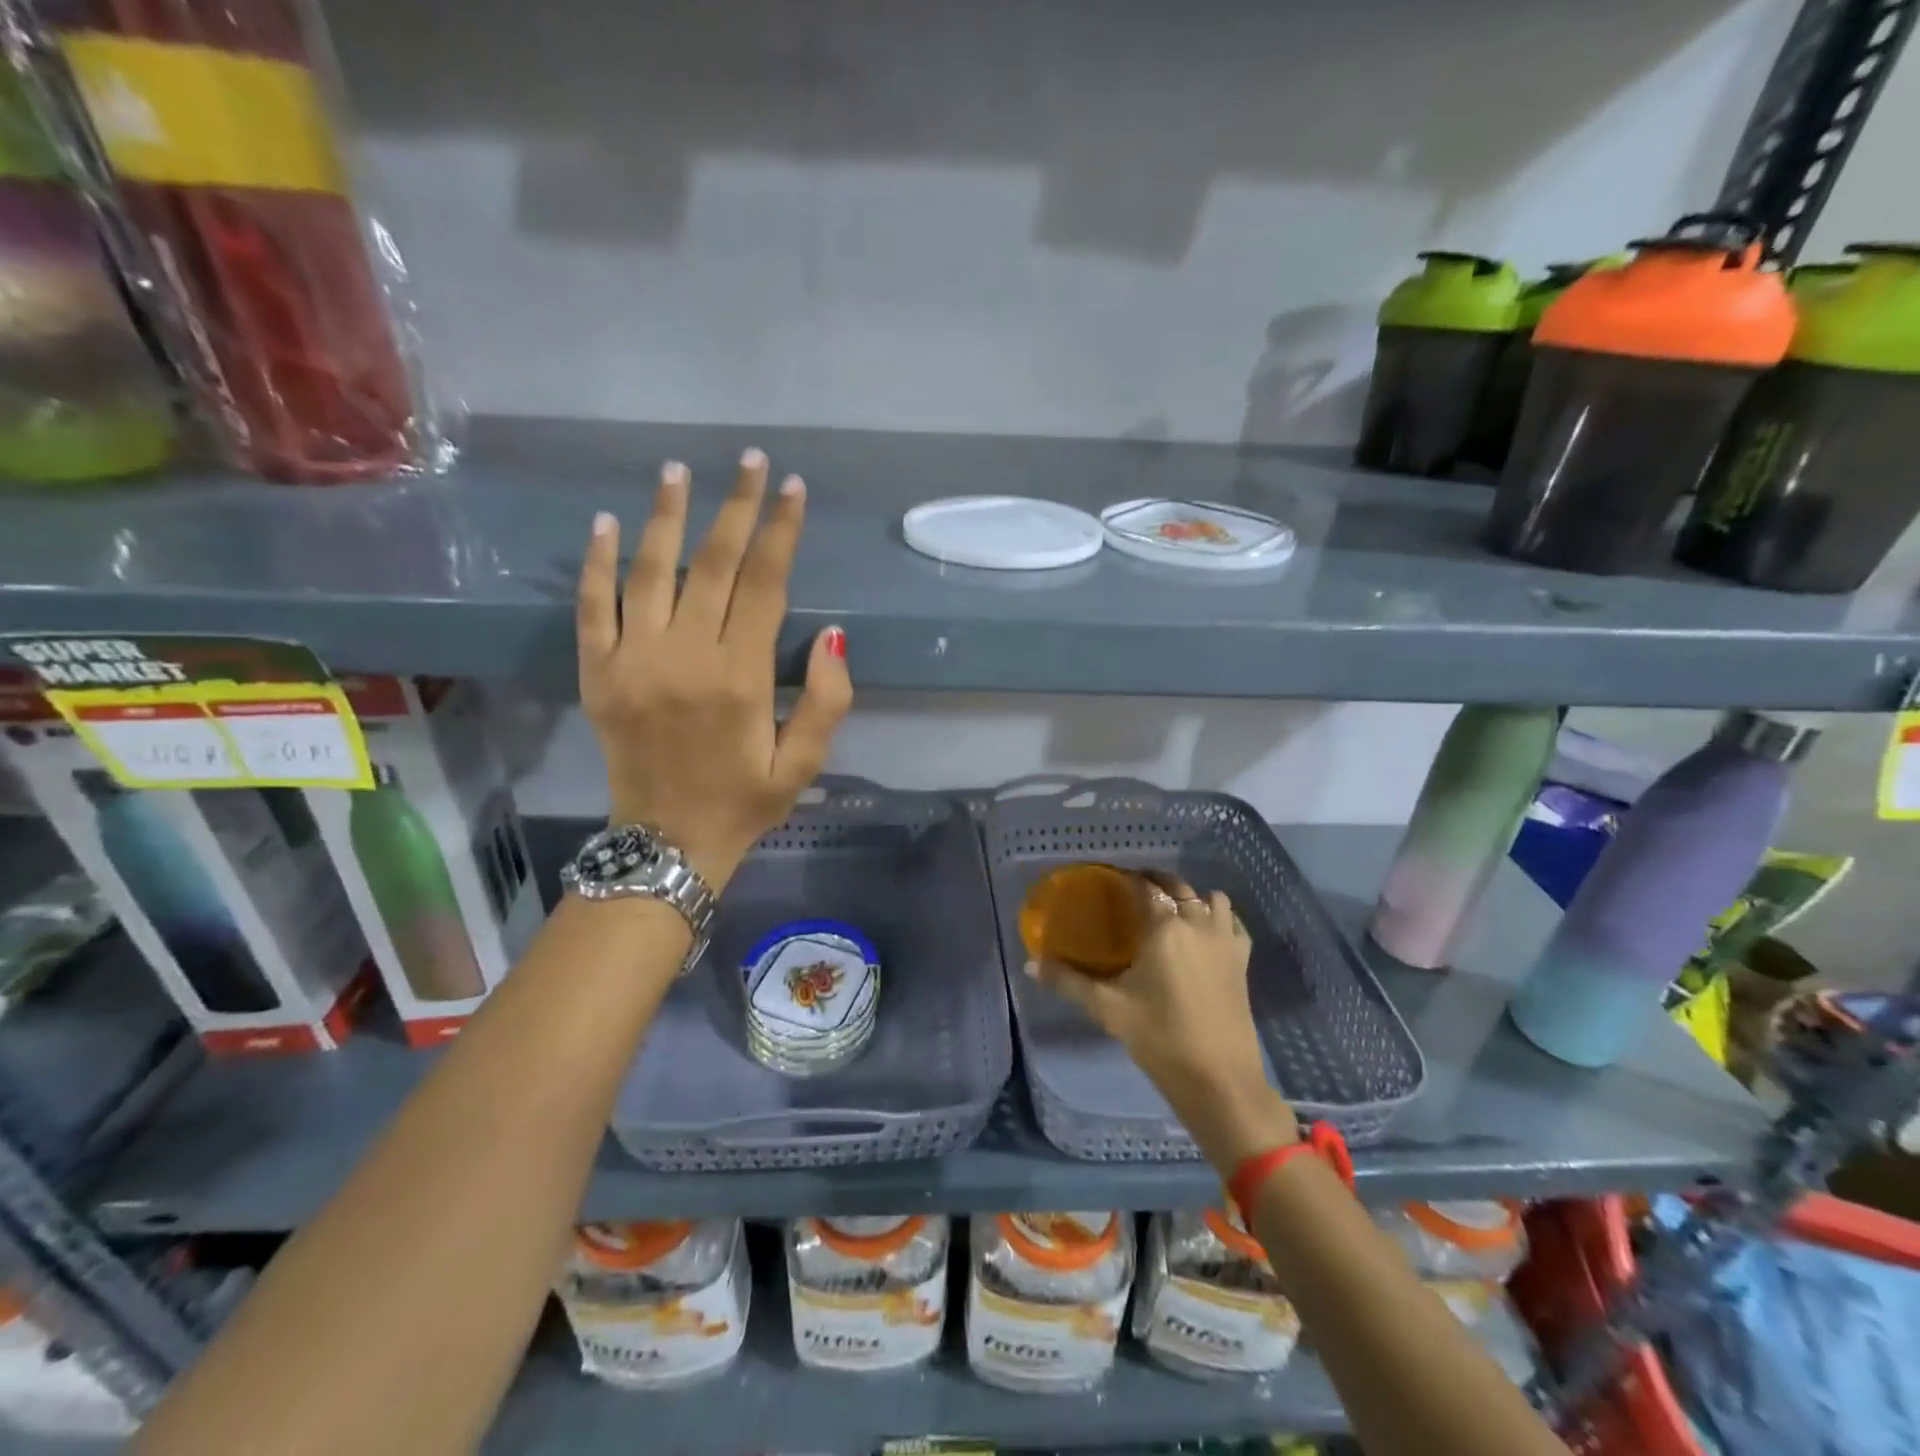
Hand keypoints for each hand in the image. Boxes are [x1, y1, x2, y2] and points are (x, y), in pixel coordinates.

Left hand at [576, 450, 852, 890]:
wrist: (667, 844)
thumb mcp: (805, 763)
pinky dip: (598, 563)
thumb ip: (828, 699)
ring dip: (668, 516)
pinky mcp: (598, 673)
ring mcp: (634, 660)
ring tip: (679, 471)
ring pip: (652, 571)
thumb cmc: (746, 802)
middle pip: (715, 564)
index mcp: (741, 676)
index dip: (782, 531)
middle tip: (750, 460)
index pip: (766, 584)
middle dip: (737, 507)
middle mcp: (686, 656)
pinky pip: (594, 607)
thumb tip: (834, 633)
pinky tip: (607, 523)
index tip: (793, 488)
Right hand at [1028, 871, 1295, 1163]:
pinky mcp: (1243, 960)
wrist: (1219, 1080)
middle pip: (1177, 885)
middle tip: (1133, 893)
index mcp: (1164, 927)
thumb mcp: (1108, 1009)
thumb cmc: (1160, 1038)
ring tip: (1171, 911)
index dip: (1128, 877)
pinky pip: (1234, 923)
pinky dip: (1221, 918)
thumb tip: (1031, 965)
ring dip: (1191, 897)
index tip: (1111, 880)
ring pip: (1211, 898)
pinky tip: (1207, 933)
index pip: (1144, 885)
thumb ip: (1068, 982)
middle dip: (1155, 882)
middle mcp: (1197, 923)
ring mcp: (1225, 940)